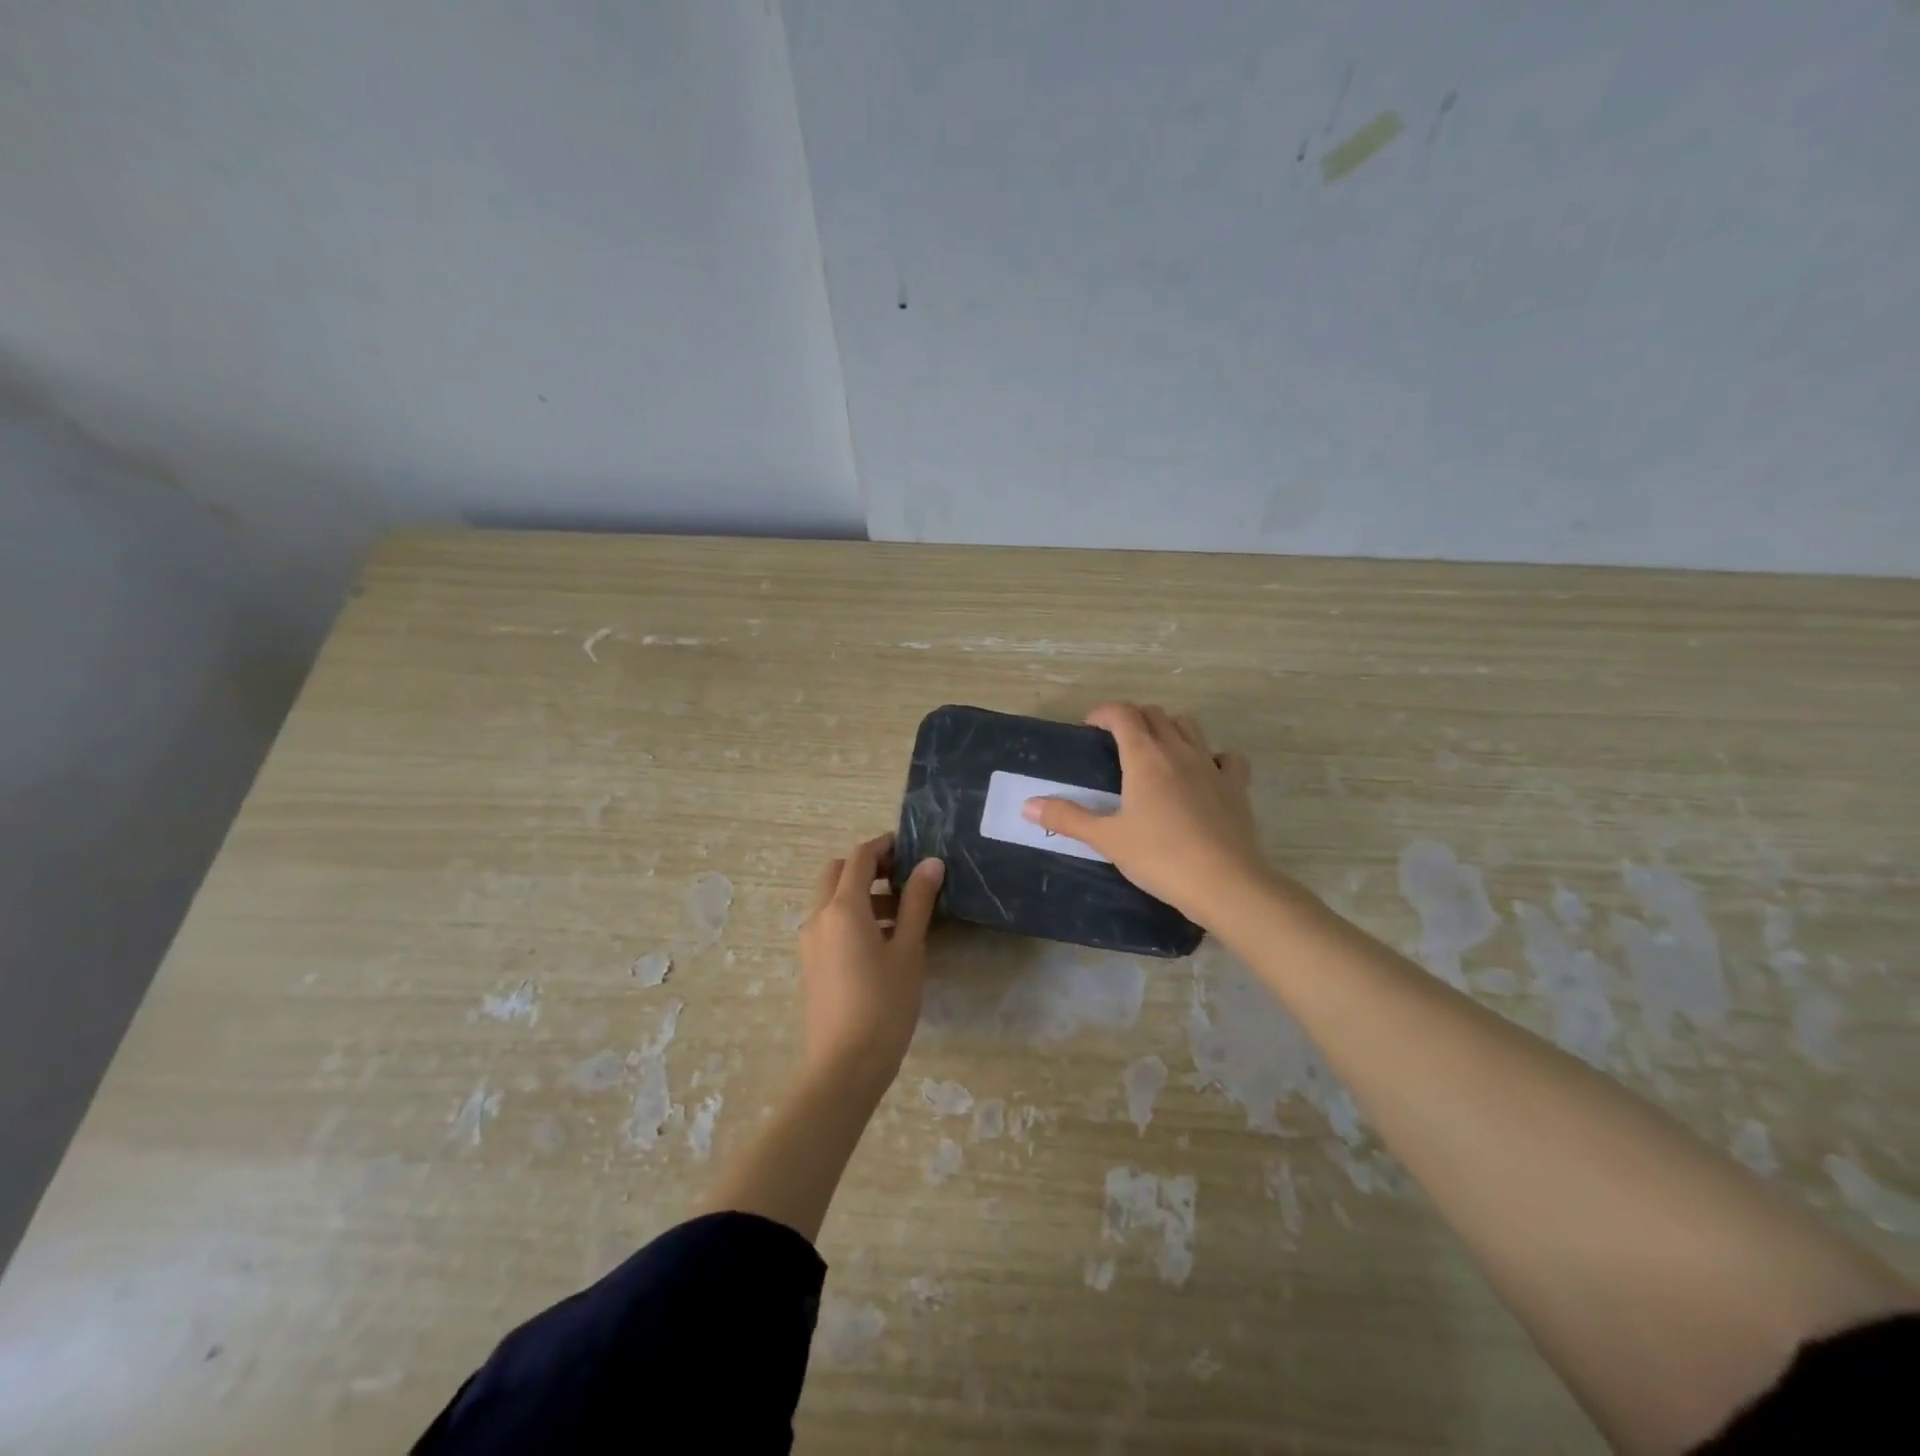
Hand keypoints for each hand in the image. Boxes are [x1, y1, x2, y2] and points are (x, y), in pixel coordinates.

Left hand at [795, 833, 943, 1090]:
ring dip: (862, 893)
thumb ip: (917, 902)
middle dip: (869, 867)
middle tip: (905, 877)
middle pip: (838, 872)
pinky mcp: (811, 963)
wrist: (844, 1068)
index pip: (860, 857)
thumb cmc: (884, 1005)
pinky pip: (829, 923)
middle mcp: (818, 916)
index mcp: (842, 907)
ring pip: (832, 898)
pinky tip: (884, 941)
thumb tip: (931, 863)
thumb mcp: (908, 950)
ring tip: (902, 913)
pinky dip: (852, 916)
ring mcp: (810, 941)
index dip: (885, 846)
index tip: (912, 847)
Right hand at [1023, 702, 1267, 928]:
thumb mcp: (1106, 839)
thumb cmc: (1159, 857)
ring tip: (1155, 753)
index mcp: (1145, 757)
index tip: (1090, 728)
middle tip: (1116, 743)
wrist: (1224, 883)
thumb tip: (1027, 806)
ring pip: (1189, 727)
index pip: (1123, 714)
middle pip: (1156, 714)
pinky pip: (1226, 758)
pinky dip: (1212, 757)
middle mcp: (1179, 751)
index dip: (1104, 712)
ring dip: (1169, 729)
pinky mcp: (1235, 786)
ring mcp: (1211, 766)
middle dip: (1133, 719)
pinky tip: (1204, 774)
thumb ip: (1067, 818)